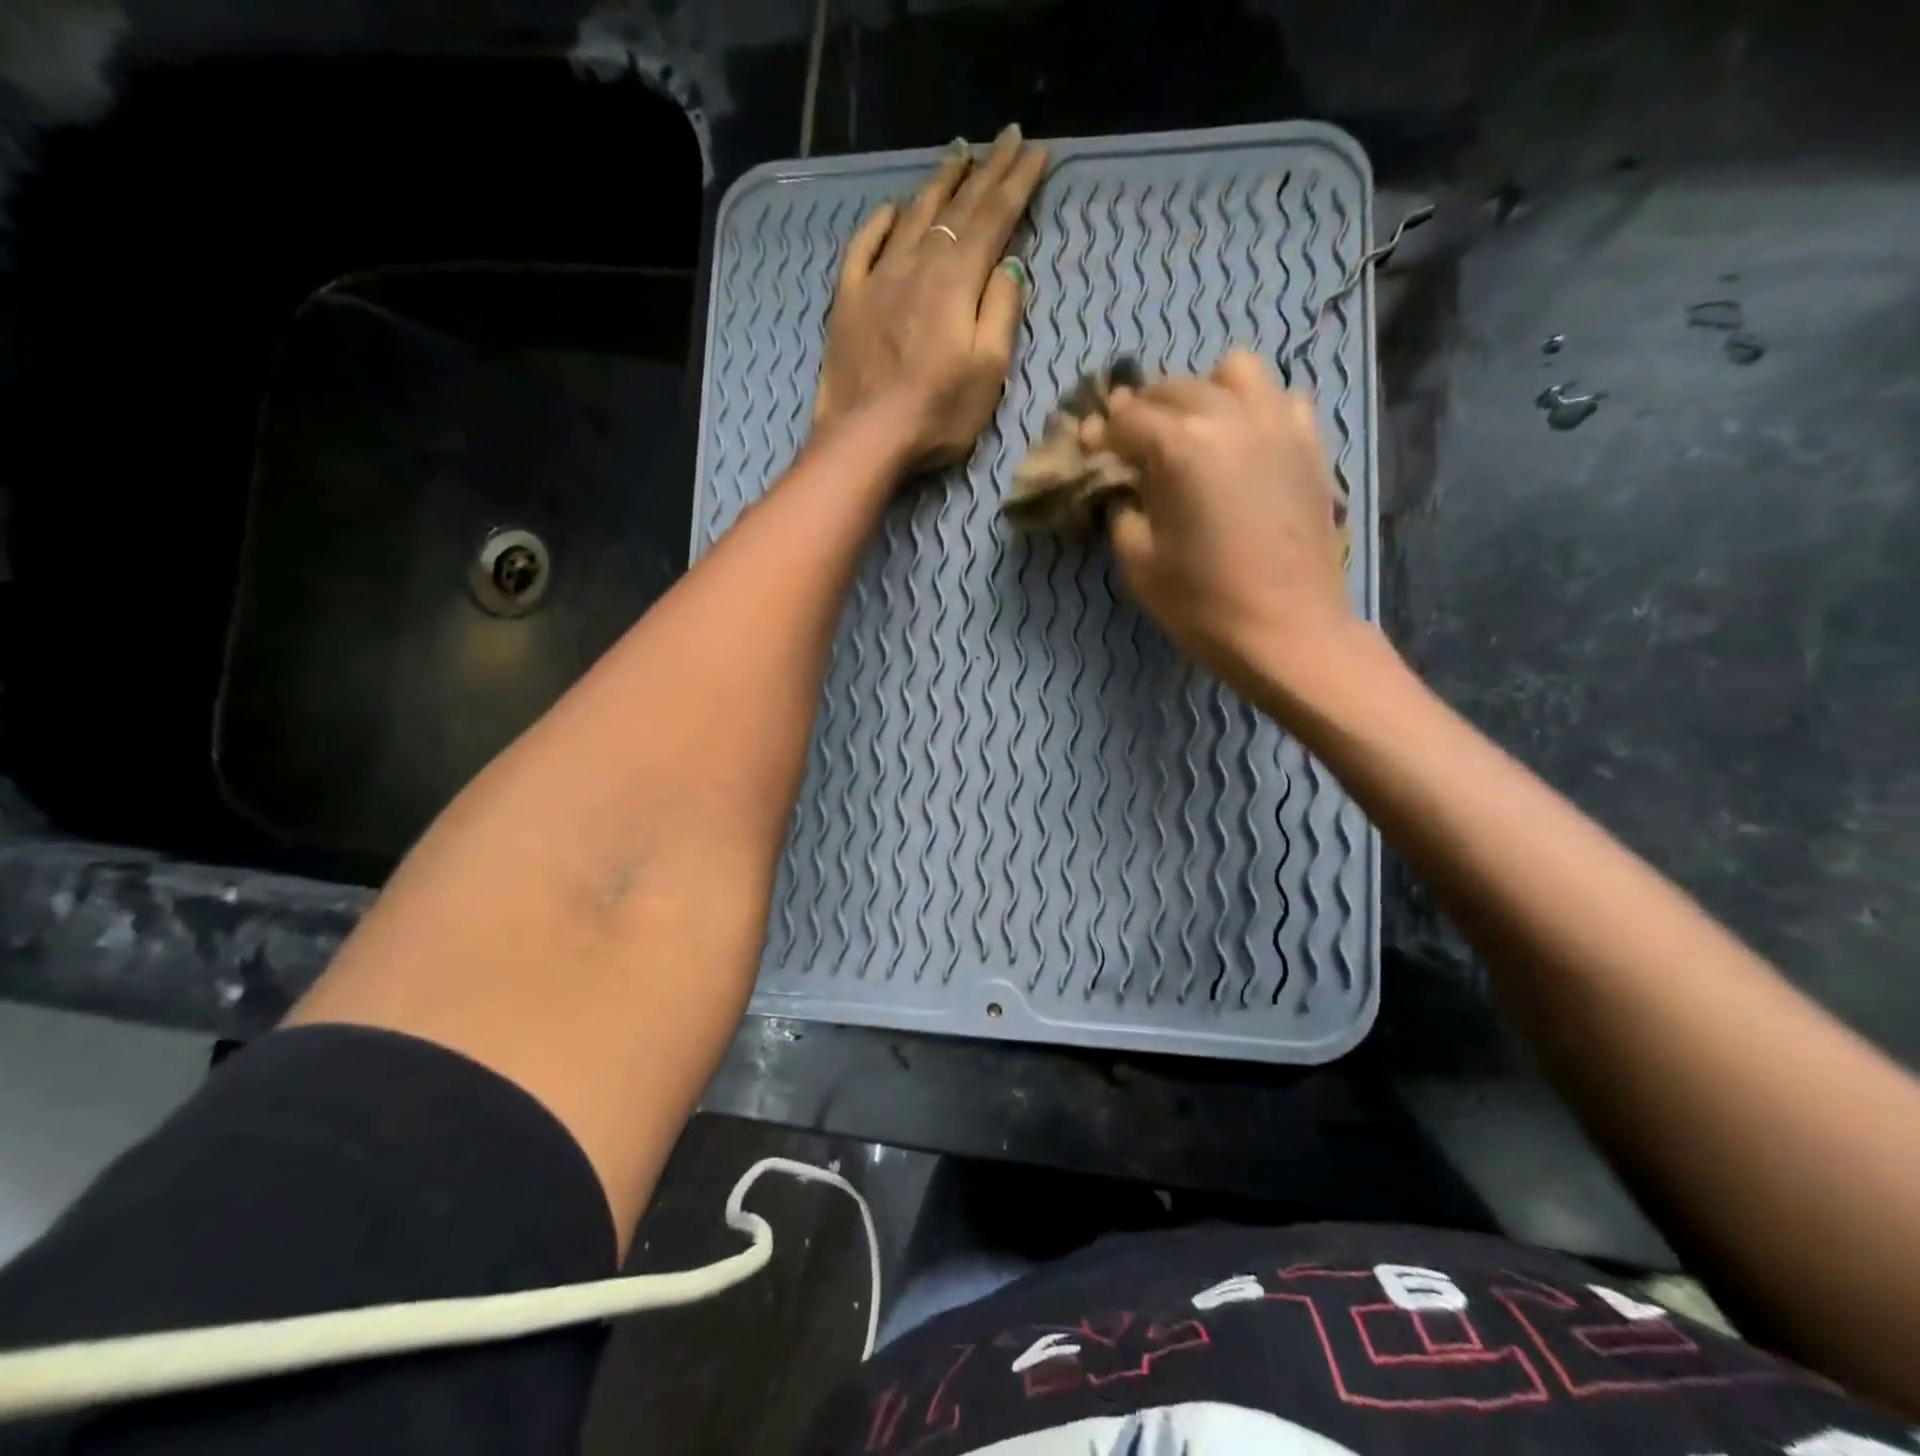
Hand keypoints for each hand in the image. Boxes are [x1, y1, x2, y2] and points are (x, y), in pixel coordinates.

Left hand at [814, 125, 1048, 470]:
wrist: (865, 438)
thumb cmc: (937, 414)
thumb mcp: (988, 371)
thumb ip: (1001, 311)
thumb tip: (1009, 264)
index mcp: (957, 280)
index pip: (994, 218)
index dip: (1018, 183)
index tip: (1038, 151)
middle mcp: (917, 264)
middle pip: (957, 208)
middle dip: (986, 170)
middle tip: (1006, 137)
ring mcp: (878, 278)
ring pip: (912, 216)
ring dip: (938, 183)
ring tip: (958, 153)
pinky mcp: (849, 300)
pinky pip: (864, 246)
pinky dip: (880, 222)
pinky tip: (892, 209)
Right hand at [1089, 350, 1354, 692]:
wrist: (1287, 631)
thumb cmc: (1203, 604)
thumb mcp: (1138, 562)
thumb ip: (1122, 509)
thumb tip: (1121, 484)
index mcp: (1180, 445)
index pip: (1126, 418)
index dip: (1101, 434)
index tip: (1090, 451)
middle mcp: (1229, 416)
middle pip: (1173, 388)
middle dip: (1142, 411)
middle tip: (1129, 446)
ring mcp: (1277, 424)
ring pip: (1232, 372)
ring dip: (1201, 392)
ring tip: (1192, 430)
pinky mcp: (1309, 444)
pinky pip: (1278, 398)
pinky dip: (1252, 408)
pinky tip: (1242, 443)